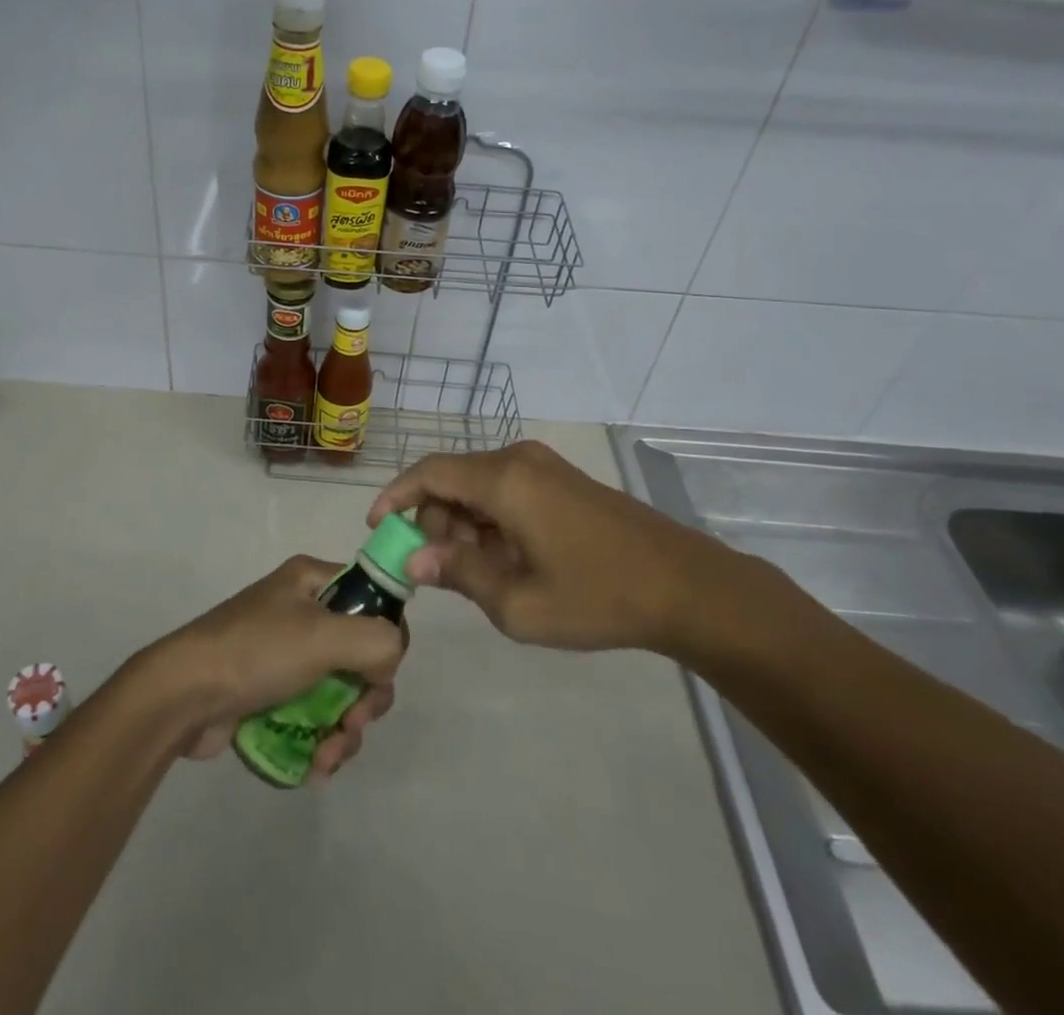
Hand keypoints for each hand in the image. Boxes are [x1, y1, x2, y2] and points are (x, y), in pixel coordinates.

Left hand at [140, 556, 405, 778]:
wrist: (182, 696)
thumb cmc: (255, 652)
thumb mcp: (323, 636)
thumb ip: (376, 641)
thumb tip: (390, 660)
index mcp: (313, 581)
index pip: (373, 600)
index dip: (385, 639)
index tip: (378, 673)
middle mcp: (303, 612)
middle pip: (362, 654)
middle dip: (366, 698)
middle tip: (353, 722)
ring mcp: (287, 655)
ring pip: (342, 692)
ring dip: (345, 730)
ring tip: (328, 756)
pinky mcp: (273, 694)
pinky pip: (315, 716)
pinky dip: (323, 741)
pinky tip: (315, 766)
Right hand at [367, 441, 746, 657]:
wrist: (686, 586)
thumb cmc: (597, 596)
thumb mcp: (518, 603)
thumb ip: (458, 574)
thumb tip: (412, 560)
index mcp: (503, 480)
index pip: (428, 473)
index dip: (395, 496)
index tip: (376, 528)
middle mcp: (518, 460)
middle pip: (452, 480)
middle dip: (432, 521)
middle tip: (435, 570)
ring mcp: (543, 466)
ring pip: (478, 486)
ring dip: (462, 524)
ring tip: (475, 574)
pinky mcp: (560, 479)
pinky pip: (506, 490)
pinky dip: (489, 520)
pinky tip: (506, 560)